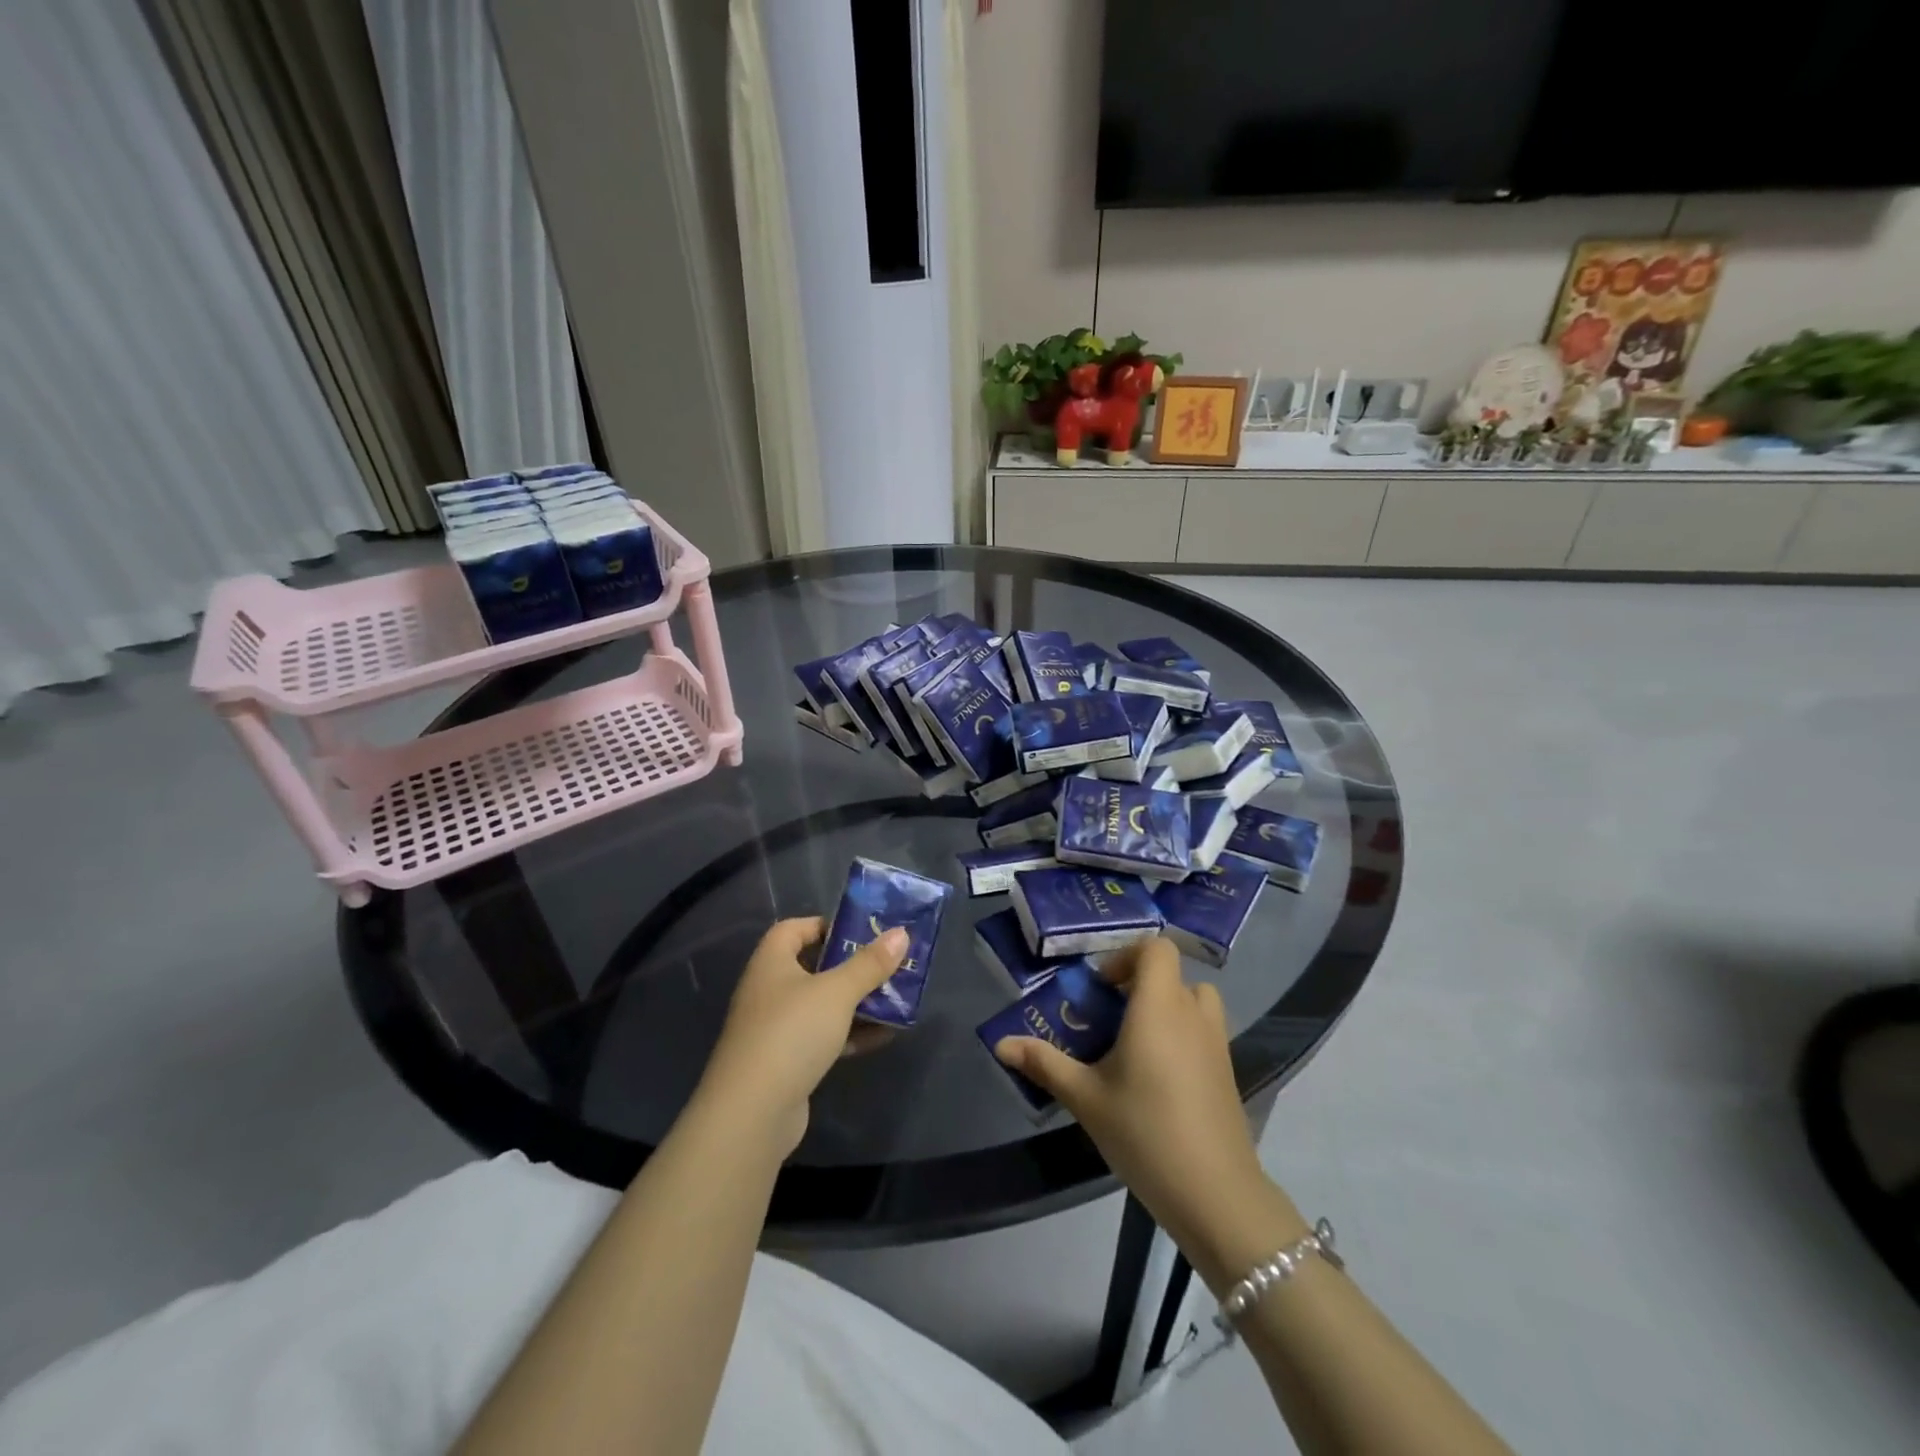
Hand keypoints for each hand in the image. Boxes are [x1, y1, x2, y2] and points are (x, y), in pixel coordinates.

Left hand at [698, 917, 907, 1155]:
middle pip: (813, 967)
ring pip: (821, 1005)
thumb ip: (870, 964)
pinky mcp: (786, 1062)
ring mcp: (775, 1029)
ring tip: (895, 998)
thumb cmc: (792, 1033)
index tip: (861, 931)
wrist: (751, 1113)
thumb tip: (901, 933)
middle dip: (851, 966)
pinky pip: (823, 1037)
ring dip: (856, 1002)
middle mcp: (769, 991)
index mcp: (771, 963)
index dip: (825, 925)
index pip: (794, 929)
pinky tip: (884, 1036)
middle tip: (887, 964)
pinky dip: (850, 1034)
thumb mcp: (837, 992)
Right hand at [993, 937, 1282, 1261]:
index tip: (1101, 988)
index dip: (1127, 956)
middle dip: (1139, 985)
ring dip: (1167, 1006)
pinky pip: (1204, 1031)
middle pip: (1172, 974)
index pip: (1156, 948)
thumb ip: (1044, 1064)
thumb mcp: (1085, 1098)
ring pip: (1194, 1000)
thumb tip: (1001, 1044)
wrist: (1215, 1193)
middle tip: (1110, 1017)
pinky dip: (1182, 1034)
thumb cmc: (1144, 1131)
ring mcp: (1216, 1043)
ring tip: (1136, 1042)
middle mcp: (1192, 1013)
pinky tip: (1158, 1078)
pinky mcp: (1228, 1072)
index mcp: (1158, 1006)